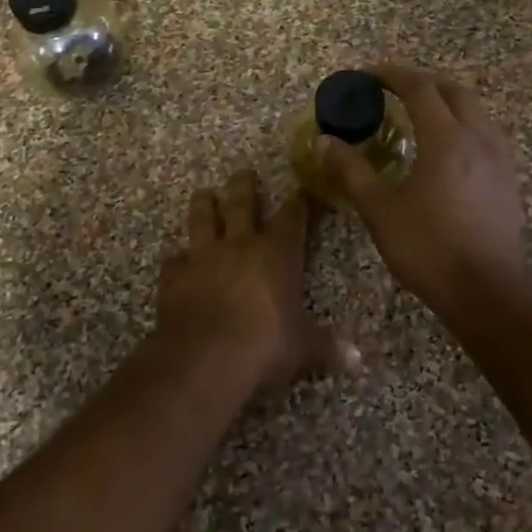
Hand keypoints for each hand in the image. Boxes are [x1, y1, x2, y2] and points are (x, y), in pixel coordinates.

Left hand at [157, 169, 357, 389]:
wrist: (205, 356)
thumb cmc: (265, 344)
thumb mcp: (303, 348)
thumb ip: (327, 348)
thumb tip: (357, 360)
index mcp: (277, 253)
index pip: (292, 218)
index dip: (298, 204)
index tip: (301, 191)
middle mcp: (240, 244)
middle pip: (241, 204)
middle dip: (244, 186)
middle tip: (243, 171)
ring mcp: (203, 256)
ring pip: (202, 218)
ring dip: (204, 205)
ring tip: (204, 193)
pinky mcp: (174, 276)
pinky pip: (174, 260)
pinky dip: (177, 259)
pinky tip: (177, 260)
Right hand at [316, 64, 529, 318]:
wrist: (488, 292)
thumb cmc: (429, 249)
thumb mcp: (380, 211)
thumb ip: (352, 171)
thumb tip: (326, 142)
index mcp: (446, 139)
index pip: (420, 88)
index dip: (393, 75)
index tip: (369, 75)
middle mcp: (478, 138)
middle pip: (453, 91)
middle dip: (422, 82)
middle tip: (394, 89)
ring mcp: (500, 158)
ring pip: (475, 110)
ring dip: (446, 101)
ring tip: (420, 114)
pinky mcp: (509, 179)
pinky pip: (486, 133)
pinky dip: (463, 124)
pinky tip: (449, 148)